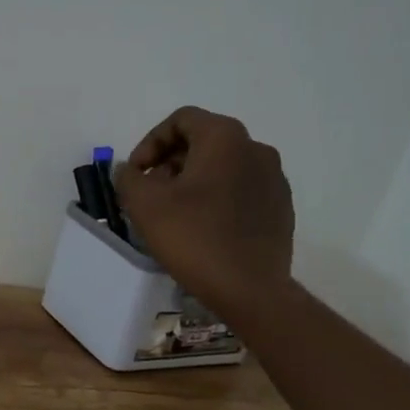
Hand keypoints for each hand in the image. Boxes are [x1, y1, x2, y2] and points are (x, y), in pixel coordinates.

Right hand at [114, 106, 295, 326]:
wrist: (250, 289)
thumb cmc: (194, 237)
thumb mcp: (144, 204)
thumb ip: (128, 177)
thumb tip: (130, 170)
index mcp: (225, 138)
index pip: (182, 120)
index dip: (151, 142)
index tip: (136, 173)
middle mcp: (256, 149)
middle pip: (204, 141)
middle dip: (170, 162)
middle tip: (150, 192)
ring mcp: (274, 180)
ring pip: (223, 167)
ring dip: (193, 180)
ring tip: (173, 212)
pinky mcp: (281, 208)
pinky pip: (241, 190)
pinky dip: (217, 198)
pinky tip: (202, 228)